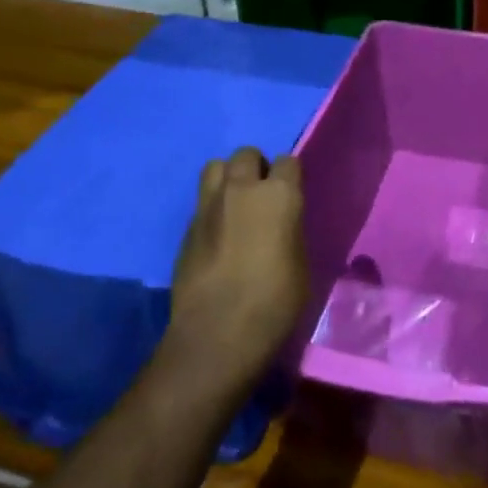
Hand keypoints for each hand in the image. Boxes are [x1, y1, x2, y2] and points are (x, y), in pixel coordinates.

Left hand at [166, 146, 309, 384]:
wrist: (217, 333)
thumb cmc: (275, 302)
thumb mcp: (300, 262)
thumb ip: (290, 230)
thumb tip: (283, 224)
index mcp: (279, 195)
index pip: (288, 161)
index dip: (289, 177)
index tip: (291, 195)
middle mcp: (242, 189)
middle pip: (246, 154)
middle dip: (256, 168)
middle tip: (262, 196)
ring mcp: (209, 206)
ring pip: (215, 167)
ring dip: (228, 178)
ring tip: (236, 204)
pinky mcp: (186, 228)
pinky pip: (202, 201)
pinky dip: (212, 208)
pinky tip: (218, 235)